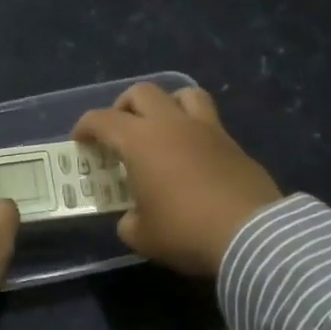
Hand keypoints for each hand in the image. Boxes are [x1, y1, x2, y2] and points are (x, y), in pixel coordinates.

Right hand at [73, 83, 281, 276]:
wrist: (250, 236)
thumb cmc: (185, 231)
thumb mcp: (141, 236)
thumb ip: (129, 220)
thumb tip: (134, 216)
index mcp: (140, 141)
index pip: (102, 120)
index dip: (85, 127)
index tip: (80, 141)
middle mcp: (172, 125)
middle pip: (142, 93)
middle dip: (123, 107)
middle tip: (119, 131)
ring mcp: (207, 130)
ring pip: (183, 93)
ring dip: (166, 105)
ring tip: (160, 128)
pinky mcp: (233, 144)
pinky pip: (208, 121)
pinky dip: (193, 129)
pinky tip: (190, 155)